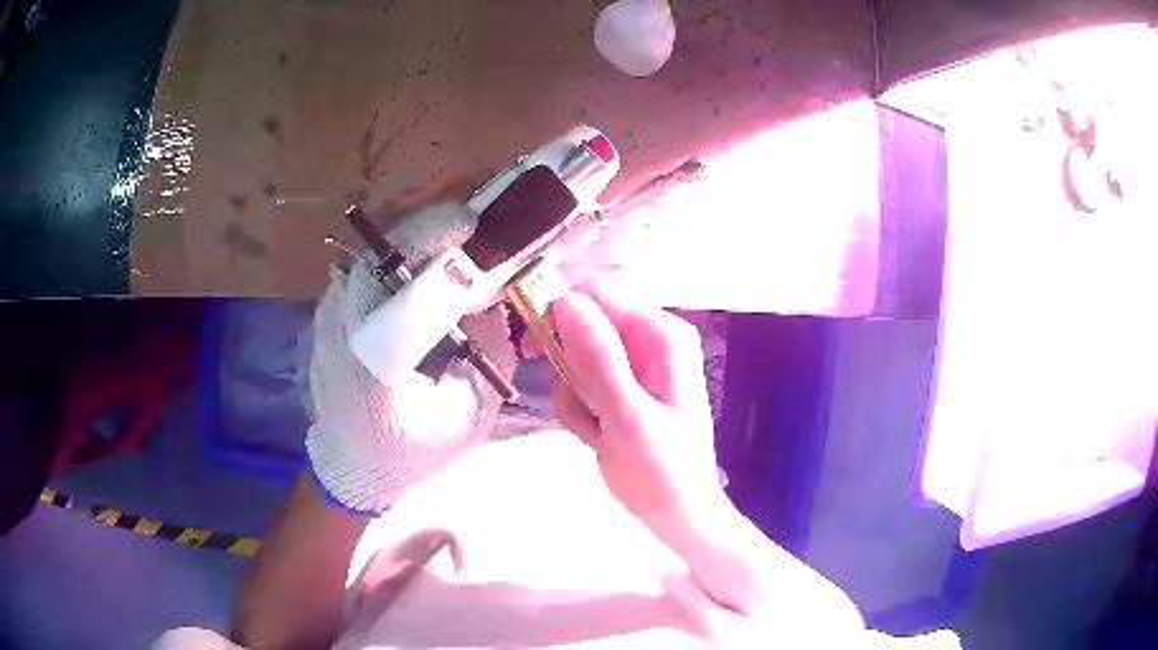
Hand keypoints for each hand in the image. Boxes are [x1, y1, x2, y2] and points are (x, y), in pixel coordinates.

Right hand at [548, 283, 723, 528]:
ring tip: (596, 429)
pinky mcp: (620, 386)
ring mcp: (635, 364)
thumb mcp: (628, 417)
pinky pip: (580, 382)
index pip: (599, 296)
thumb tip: (566, 302)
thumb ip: (599, 358)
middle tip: (583, 409)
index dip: (560, 314)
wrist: (675, 513)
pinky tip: (598, 435)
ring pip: (575, 357)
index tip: (533, 350)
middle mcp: (649, 340)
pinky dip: (579, 409)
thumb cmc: (662, 471)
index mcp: (662, 336)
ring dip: (574, 396)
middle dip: (571, 371)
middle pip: (583, 326)